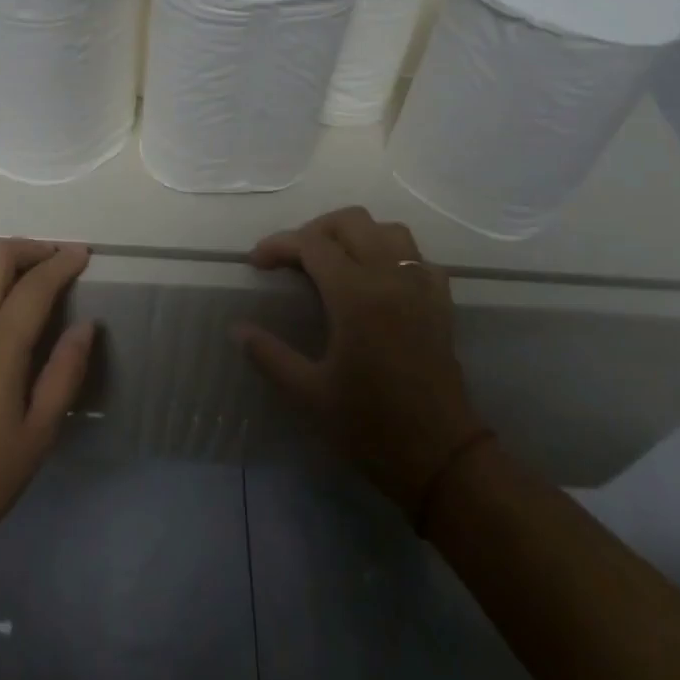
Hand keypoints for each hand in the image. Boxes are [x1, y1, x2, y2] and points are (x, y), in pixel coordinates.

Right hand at [236, 206, 485, 519]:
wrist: (441, 458)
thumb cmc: (369, 426)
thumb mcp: (308, 394)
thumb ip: (268, 354)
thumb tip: (237, 329)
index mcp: (356, 296)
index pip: (312, 243)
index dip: (278, 245)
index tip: (256, 264)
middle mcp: (391, 278)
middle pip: (351, 222)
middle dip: (315, 230)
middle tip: (292, 260)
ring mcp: (421, 288)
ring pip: (389, 231)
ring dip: (356, 235)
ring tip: (333, 262)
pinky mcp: (441, 304)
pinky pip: (418, 257)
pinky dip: (393, 255)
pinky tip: (376, 280)